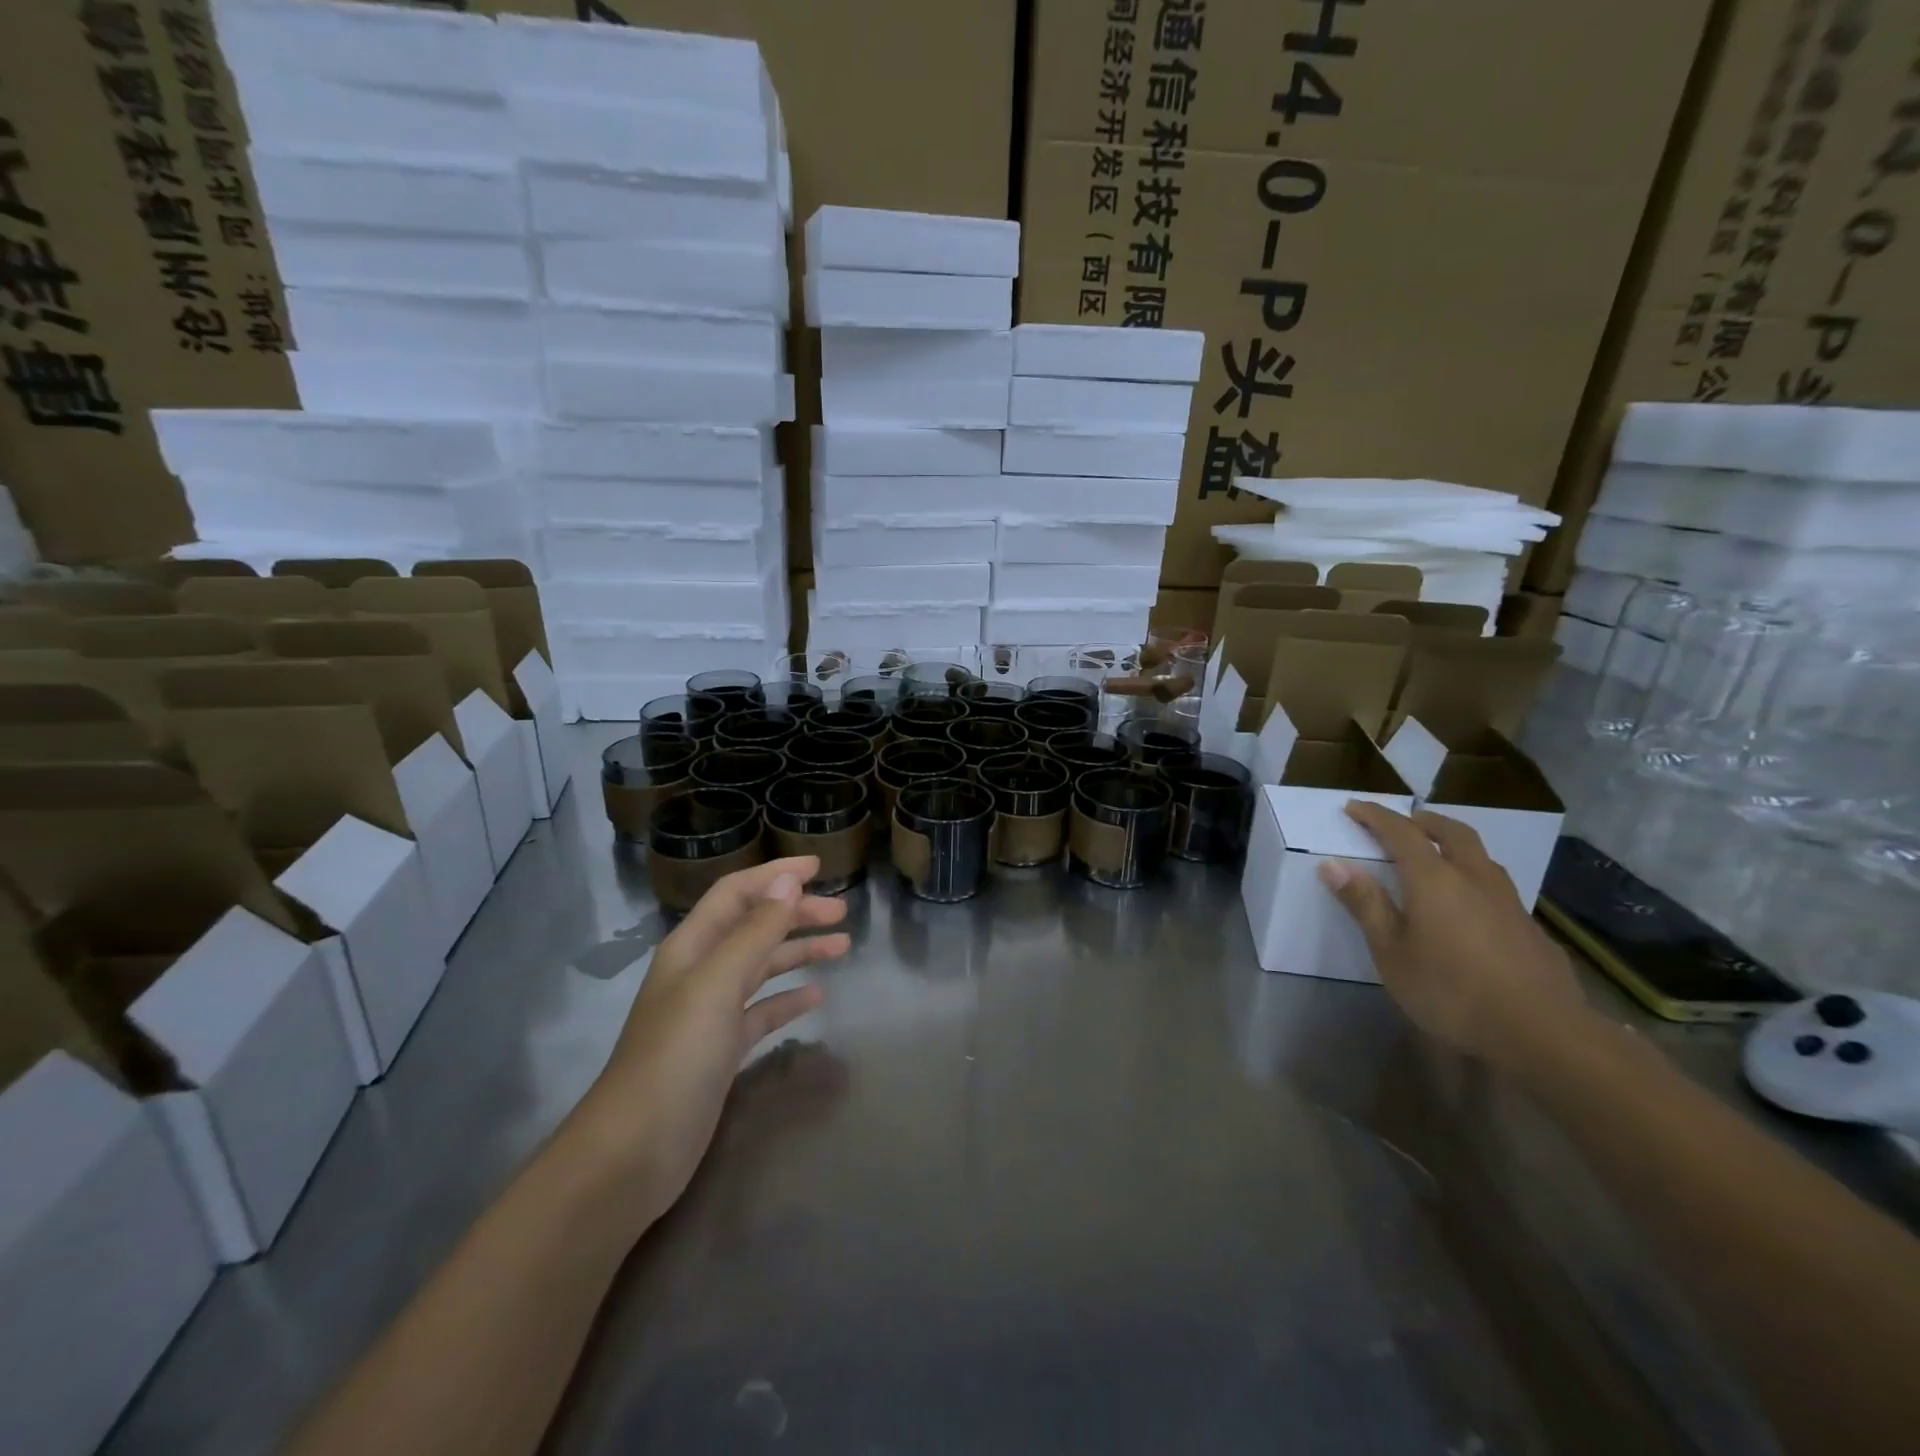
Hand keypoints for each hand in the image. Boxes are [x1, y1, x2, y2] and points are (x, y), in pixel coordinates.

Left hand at [566, 857, 850, 1225]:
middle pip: (754, 927)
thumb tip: (789, 881)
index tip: (818, 867)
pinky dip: (789, 999)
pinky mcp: (722, 1050)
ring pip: (762, 967)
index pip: (736, 893)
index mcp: (691, 947)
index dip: (774, 875)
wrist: (635, 1151)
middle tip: (841, 912)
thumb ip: (755, 932)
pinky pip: (762, 1011)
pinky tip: (817, 998)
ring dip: (799, 952)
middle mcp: (700, 972)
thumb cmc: (675, 1056)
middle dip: (796, 913)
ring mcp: (710, 1013)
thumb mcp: (717, 984)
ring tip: (842, 947)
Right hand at [1318, 803, 1588, 1068]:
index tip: (1353, 807)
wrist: (1542, 1033)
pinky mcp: (1530, 927)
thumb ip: (1365, 905)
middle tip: (1403, 821)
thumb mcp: (1391, 952)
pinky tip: (1470, 905)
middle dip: (1424, 821)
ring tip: (1438, 855)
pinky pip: (1497, 886)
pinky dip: (1474, 878)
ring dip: (1454, 845)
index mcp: (1433, 879)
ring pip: (1480, 856)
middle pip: (1452, 832)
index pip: (1400, 832)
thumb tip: (1333, 865)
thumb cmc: (1450, 991)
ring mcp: (1508, 901)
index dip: (1375, 816)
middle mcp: (1473, 878)